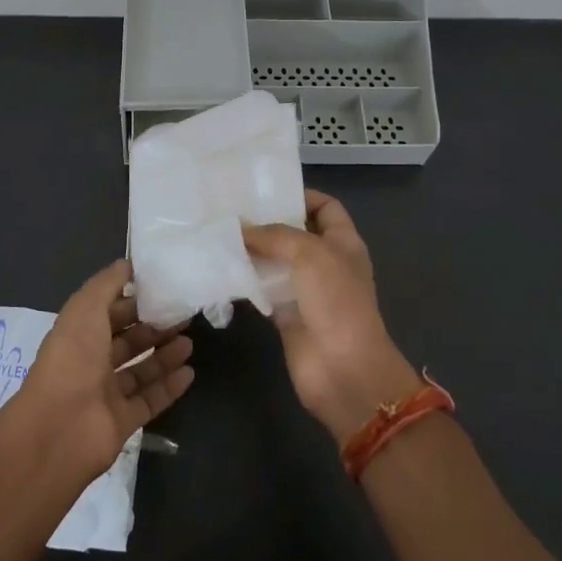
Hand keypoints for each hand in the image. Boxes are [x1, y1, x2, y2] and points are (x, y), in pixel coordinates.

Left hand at [0, 259, 194, 483]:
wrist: (58, 429)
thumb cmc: (72, 359)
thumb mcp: (86, 308)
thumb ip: (107, 283)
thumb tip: (127, 264)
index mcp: (79, 333)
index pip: (110, 312)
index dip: (134, 301)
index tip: (164, 290)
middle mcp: (91, 362)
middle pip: (128, 341)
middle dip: (154, 327)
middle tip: (185, 316)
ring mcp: (106, 394)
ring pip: (141, 370)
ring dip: (165, 355)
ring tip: (190, 342)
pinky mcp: (121, 422)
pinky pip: (150, 401)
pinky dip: (169, 387)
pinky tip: (189, 373)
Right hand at [244, 190, 419, 445]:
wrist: (343, 369)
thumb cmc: (336, 302)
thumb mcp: (310, 254)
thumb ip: (274, 235)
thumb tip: (240, 229)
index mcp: (343, 242)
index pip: (326, 207)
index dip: (301, 195)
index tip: (265, 191)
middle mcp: (325, 262)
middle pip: (295, 233)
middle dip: (267, 222)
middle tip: (230, 209)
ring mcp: (306, 290)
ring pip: (275, 261)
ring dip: (251, 251)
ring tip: (218, 233)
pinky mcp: (286, 315)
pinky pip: (262, 290)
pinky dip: (245, 280)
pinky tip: (220, 268)